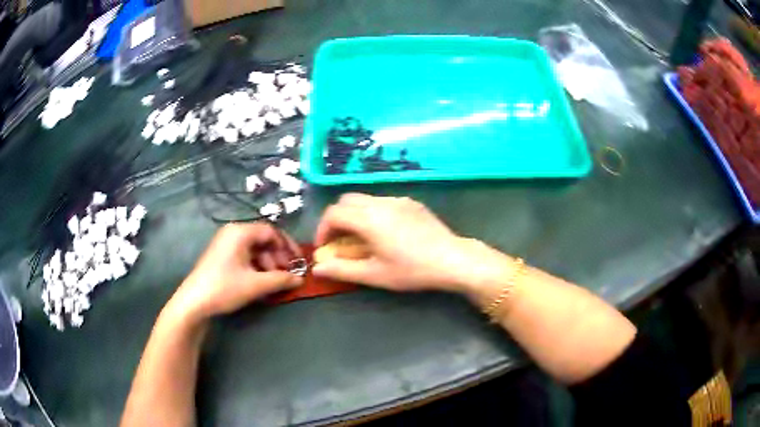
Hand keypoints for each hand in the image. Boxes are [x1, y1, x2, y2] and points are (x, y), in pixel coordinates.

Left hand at [166, 223, 302, 323]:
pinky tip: (260, 281)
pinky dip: (256, 266)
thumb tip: (301, 278)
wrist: (194, 302)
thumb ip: (281, 279)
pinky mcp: (221, 256)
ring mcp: (225, 244)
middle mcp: (233, 232)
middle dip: (278, 257)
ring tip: (274, 281)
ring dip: (268, 263)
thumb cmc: (225, 287)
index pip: (271, 231)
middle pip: (263, 239)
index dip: (288, 246)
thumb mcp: (256, 284)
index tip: (299, 262)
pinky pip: (245, 255)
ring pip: (254, 249)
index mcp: (240, 232)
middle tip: (287, 274)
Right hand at [313, 193, 489, 292]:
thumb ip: (342, 270)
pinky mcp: (412, 202)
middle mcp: (381, 202)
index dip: (323, 229)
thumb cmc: (412, 270)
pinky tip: (385, 232)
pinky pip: (383, 201)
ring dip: (355, 215)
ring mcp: (399, 199)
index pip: (333, 214)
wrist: (452, 259)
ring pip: (365, 199)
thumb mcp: (375, 274)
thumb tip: (317, 269)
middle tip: (340, 241)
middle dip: (337, 218)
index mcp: (369, 218)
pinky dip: (373, 212)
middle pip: (347, 200)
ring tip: (361, 238)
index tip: (325, 248)